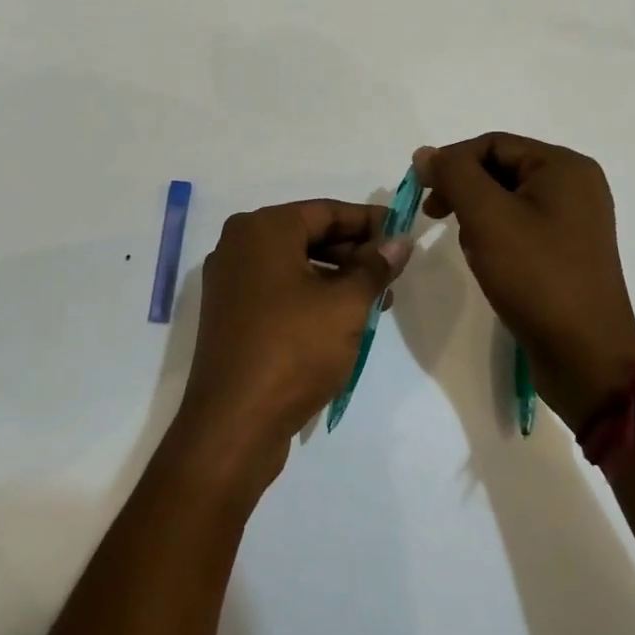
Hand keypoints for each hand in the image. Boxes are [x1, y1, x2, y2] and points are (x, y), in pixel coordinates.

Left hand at [172, 200, 411, 493]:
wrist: (233, 423)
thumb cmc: (294, 349)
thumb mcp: (346, 304)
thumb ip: (375, 267)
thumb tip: (399, 241)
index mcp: (262, 229)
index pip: (326, 211)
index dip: (369, 221)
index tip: (403, 232)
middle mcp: (239, 245)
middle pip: (308, 235)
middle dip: (354, 252)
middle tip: (394, 271)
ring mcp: (231, 282)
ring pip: (295, 265)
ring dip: (338, 278)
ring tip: (379, 301)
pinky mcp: (231, 315)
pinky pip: (279, 290)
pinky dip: (312, 297)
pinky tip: (344, 320)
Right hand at [415, 134, 634, 430]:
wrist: (585, 357)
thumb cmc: (536, 277)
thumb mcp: (487, 217)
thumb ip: (454, 175)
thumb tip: (426, 153)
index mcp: (564, 167)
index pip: (492, 144)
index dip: (451, 162)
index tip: (421, 192)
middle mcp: (576, 185)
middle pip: (501, 168)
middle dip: (464, 190)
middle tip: (434, 216)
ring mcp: (575, 220)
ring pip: (507, 198)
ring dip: (477, 214)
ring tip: (468, 245)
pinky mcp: (568, 250)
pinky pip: (521, 225)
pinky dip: (496, 234)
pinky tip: (487, 260)